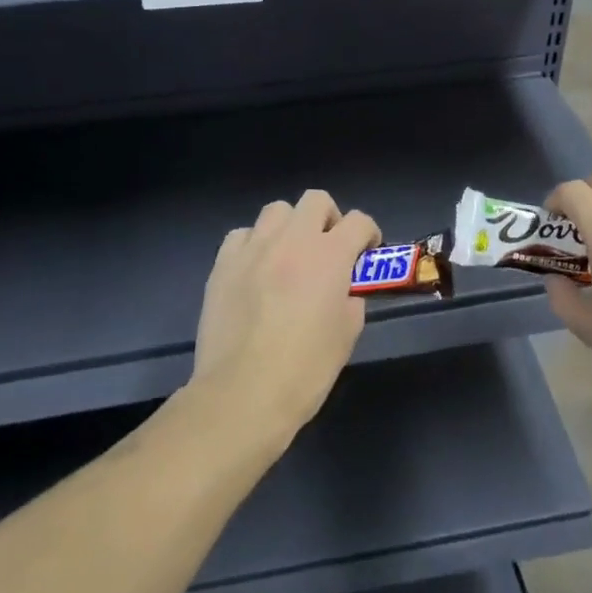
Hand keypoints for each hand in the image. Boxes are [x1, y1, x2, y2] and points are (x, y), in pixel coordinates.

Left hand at [192, 190, 379, 443]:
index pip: (359, 221)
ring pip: (276, 211)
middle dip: (329, 219)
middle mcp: (291, 241)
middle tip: (328, 248)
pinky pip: (242, 236)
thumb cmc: (305, 369)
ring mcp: (253, 249)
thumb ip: (350, 300)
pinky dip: (254, 245)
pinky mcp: (222, 264)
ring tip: (289, 256)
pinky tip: (256, 270)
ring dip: (290, 227)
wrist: (243, 392)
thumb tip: (343, 290)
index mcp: (329, 256)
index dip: (369, 233)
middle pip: (315, 200)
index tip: (367, 252)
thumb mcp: (347, 335)